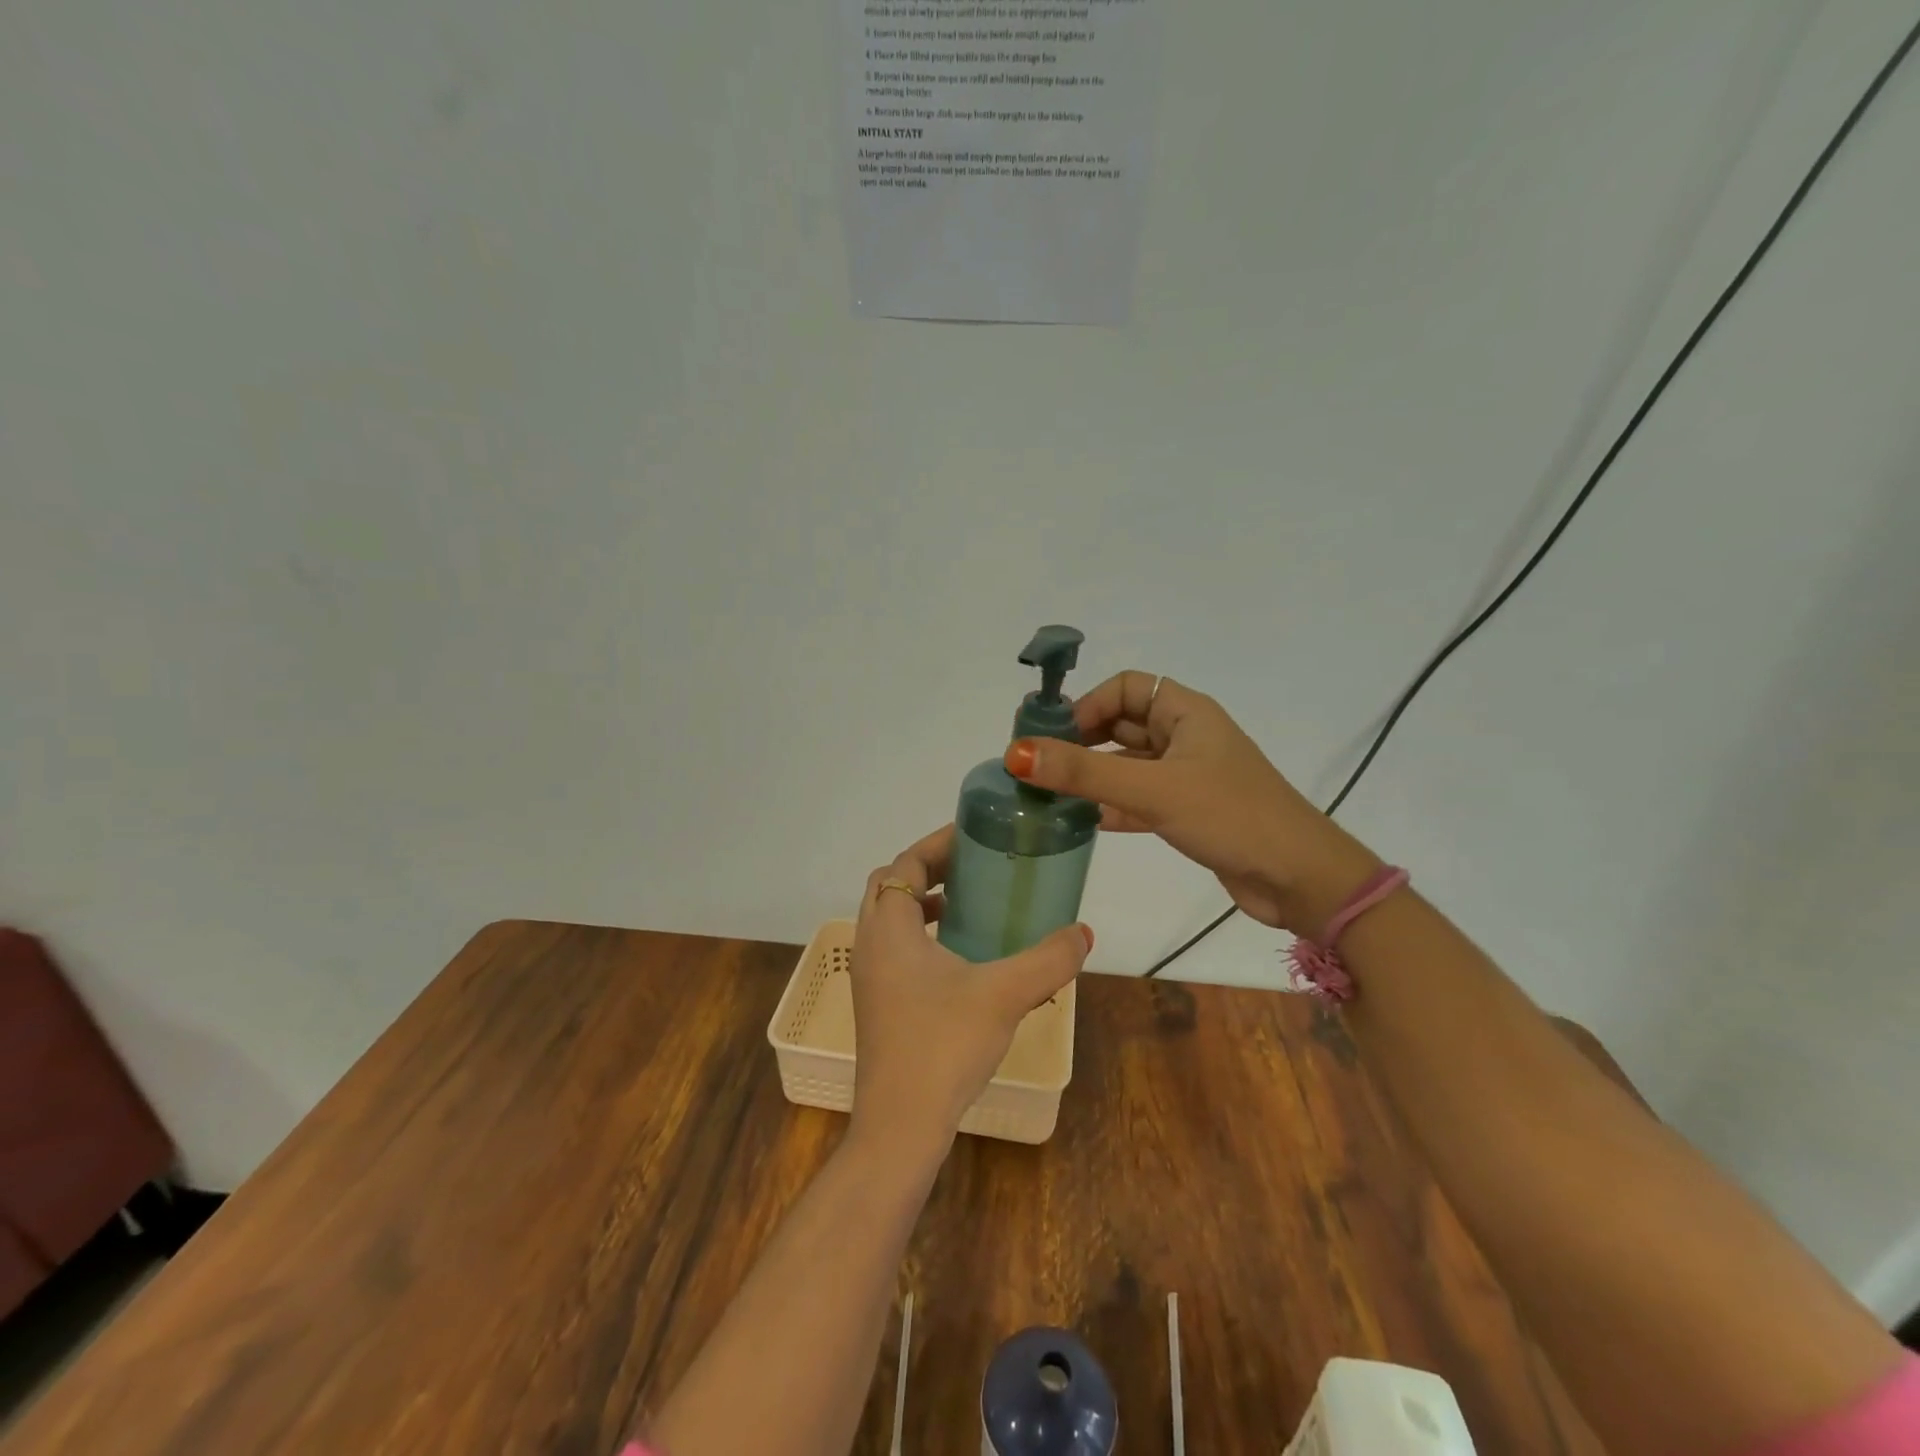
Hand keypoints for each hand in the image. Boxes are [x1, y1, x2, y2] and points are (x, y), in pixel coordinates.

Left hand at [849, 825, 1091, 1158]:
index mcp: (889, 929)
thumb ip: (1048, 959)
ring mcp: (869, 977)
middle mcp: (870, 944)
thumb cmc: (944, 1046)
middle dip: (930, 869)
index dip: (937, 844)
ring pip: (891, 919)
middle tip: (974, 864)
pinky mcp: (878, 1003)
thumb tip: (1083, 932)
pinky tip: (962, 959)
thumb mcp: (1005, 994)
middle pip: (891, 885)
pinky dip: (923, 936)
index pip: (904, 864)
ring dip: (924, 903)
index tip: (974, 835)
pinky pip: (896, 948)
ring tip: (969, 905)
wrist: (900, 1126)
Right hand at [1004, 672, 1380, 936]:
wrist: (1300, 879)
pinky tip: (1081, 823)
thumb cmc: (1230, 816)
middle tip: (1039, 768)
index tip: (1054, 737)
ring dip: (1092, 777)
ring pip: (1127, 765)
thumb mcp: (1153, 789)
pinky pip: (1137, 799)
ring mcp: (1187, 776)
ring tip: (1048, 796)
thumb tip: (1017, 752)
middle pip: (1121, 725)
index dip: (1087, 704)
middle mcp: (1185, 737)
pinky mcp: (1187, 812)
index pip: (1124, 687)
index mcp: (1185, 713)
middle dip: (1081, 742)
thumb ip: (1084, 771)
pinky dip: (1110, 807)